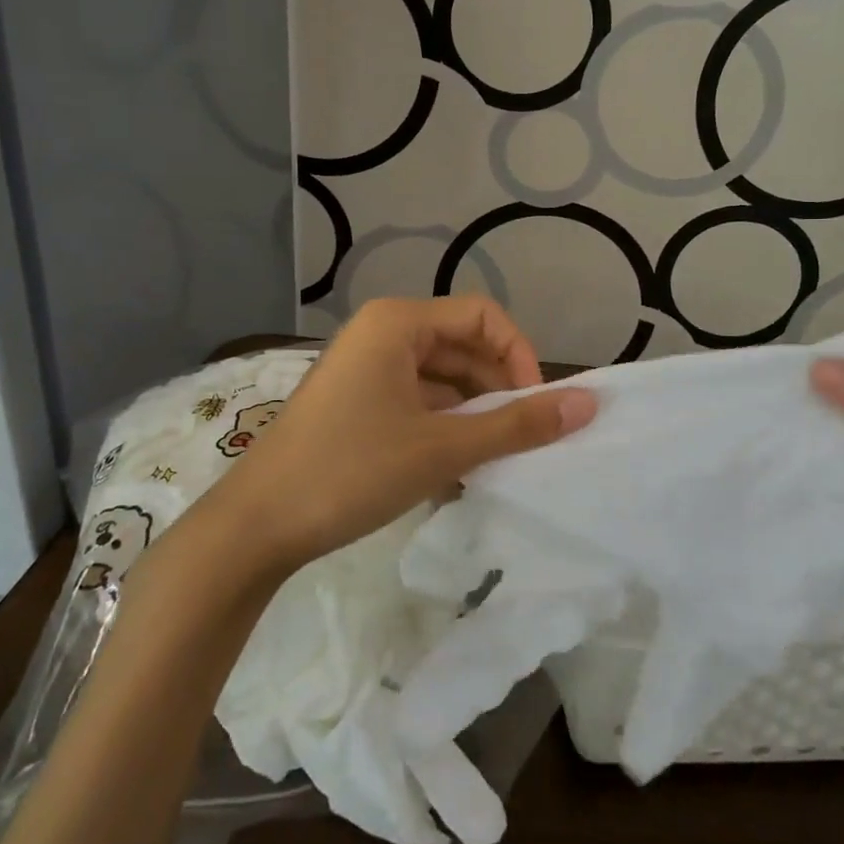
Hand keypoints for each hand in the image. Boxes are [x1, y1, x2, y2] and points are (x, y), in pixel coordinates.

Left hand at [209, 297, 596, 568]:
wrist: (255, 527)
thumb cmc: (351, 470)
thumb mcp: (443, 448)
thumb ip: (517, 424)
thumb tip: (589, 403)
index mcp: (398, 323)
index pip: (483, 316)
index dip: (520, 357)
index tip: (535, 408)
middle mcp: (380, 333)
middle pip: (462, 346)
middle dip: (497, 389)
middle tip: (519, 439)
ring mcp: (364, 369)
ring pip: (440, 378)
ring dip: (472, 414)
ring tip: (490, 460)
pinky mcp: (355, 403)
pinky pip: (415, 401)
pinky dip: (442, 428)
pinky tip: (454, 470)